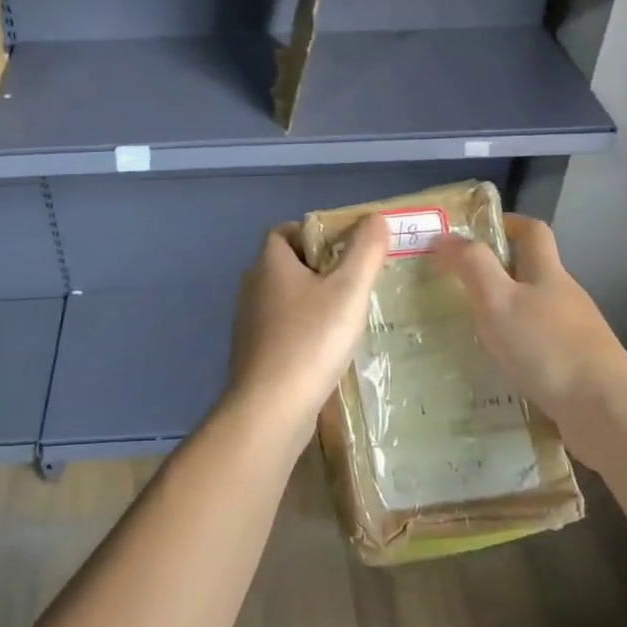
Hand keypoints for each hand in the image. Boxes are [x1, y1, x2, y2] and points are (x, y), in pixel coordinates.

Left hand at [222, 216, 388, 452]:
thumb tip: (376, 218)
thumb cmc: (310, 340)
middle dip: (318, 268)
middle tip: (355, 280)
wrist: (270, 409)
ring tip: (347, 314)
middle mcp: (253, 287)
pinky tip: (327, 349)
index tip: (345, 247)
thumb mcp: (348, 291)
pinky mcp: (254, 354)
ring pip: (284, 299)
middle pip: (285, 264)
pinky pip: (282, 329)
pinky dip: (303, 330)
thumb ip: (365, 252)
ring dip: (311, 301)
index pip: (284, 231)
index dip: (313, 232)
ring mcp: (249, 323)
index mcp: (269, 264)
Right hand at [431, 215, 626, 451]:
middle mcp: (565, 297)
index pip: (533, 231)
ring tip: (469, 331)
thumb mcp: (498, 299)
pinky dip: (517, 350)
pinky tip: (498, 369)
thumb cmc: (547, 347)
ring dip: (505, 315)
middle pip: (532, 272)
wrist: (607, 412)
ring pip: (534, 312)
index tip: (473, 232)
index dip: (506, 223)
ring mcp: (576, 334)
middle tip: (456, 286)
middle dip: (496, 274)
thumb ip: (472, 265)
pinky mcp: (578, 368)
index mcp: (548, 273)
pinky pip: (540, 348)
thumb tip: (445, 237)